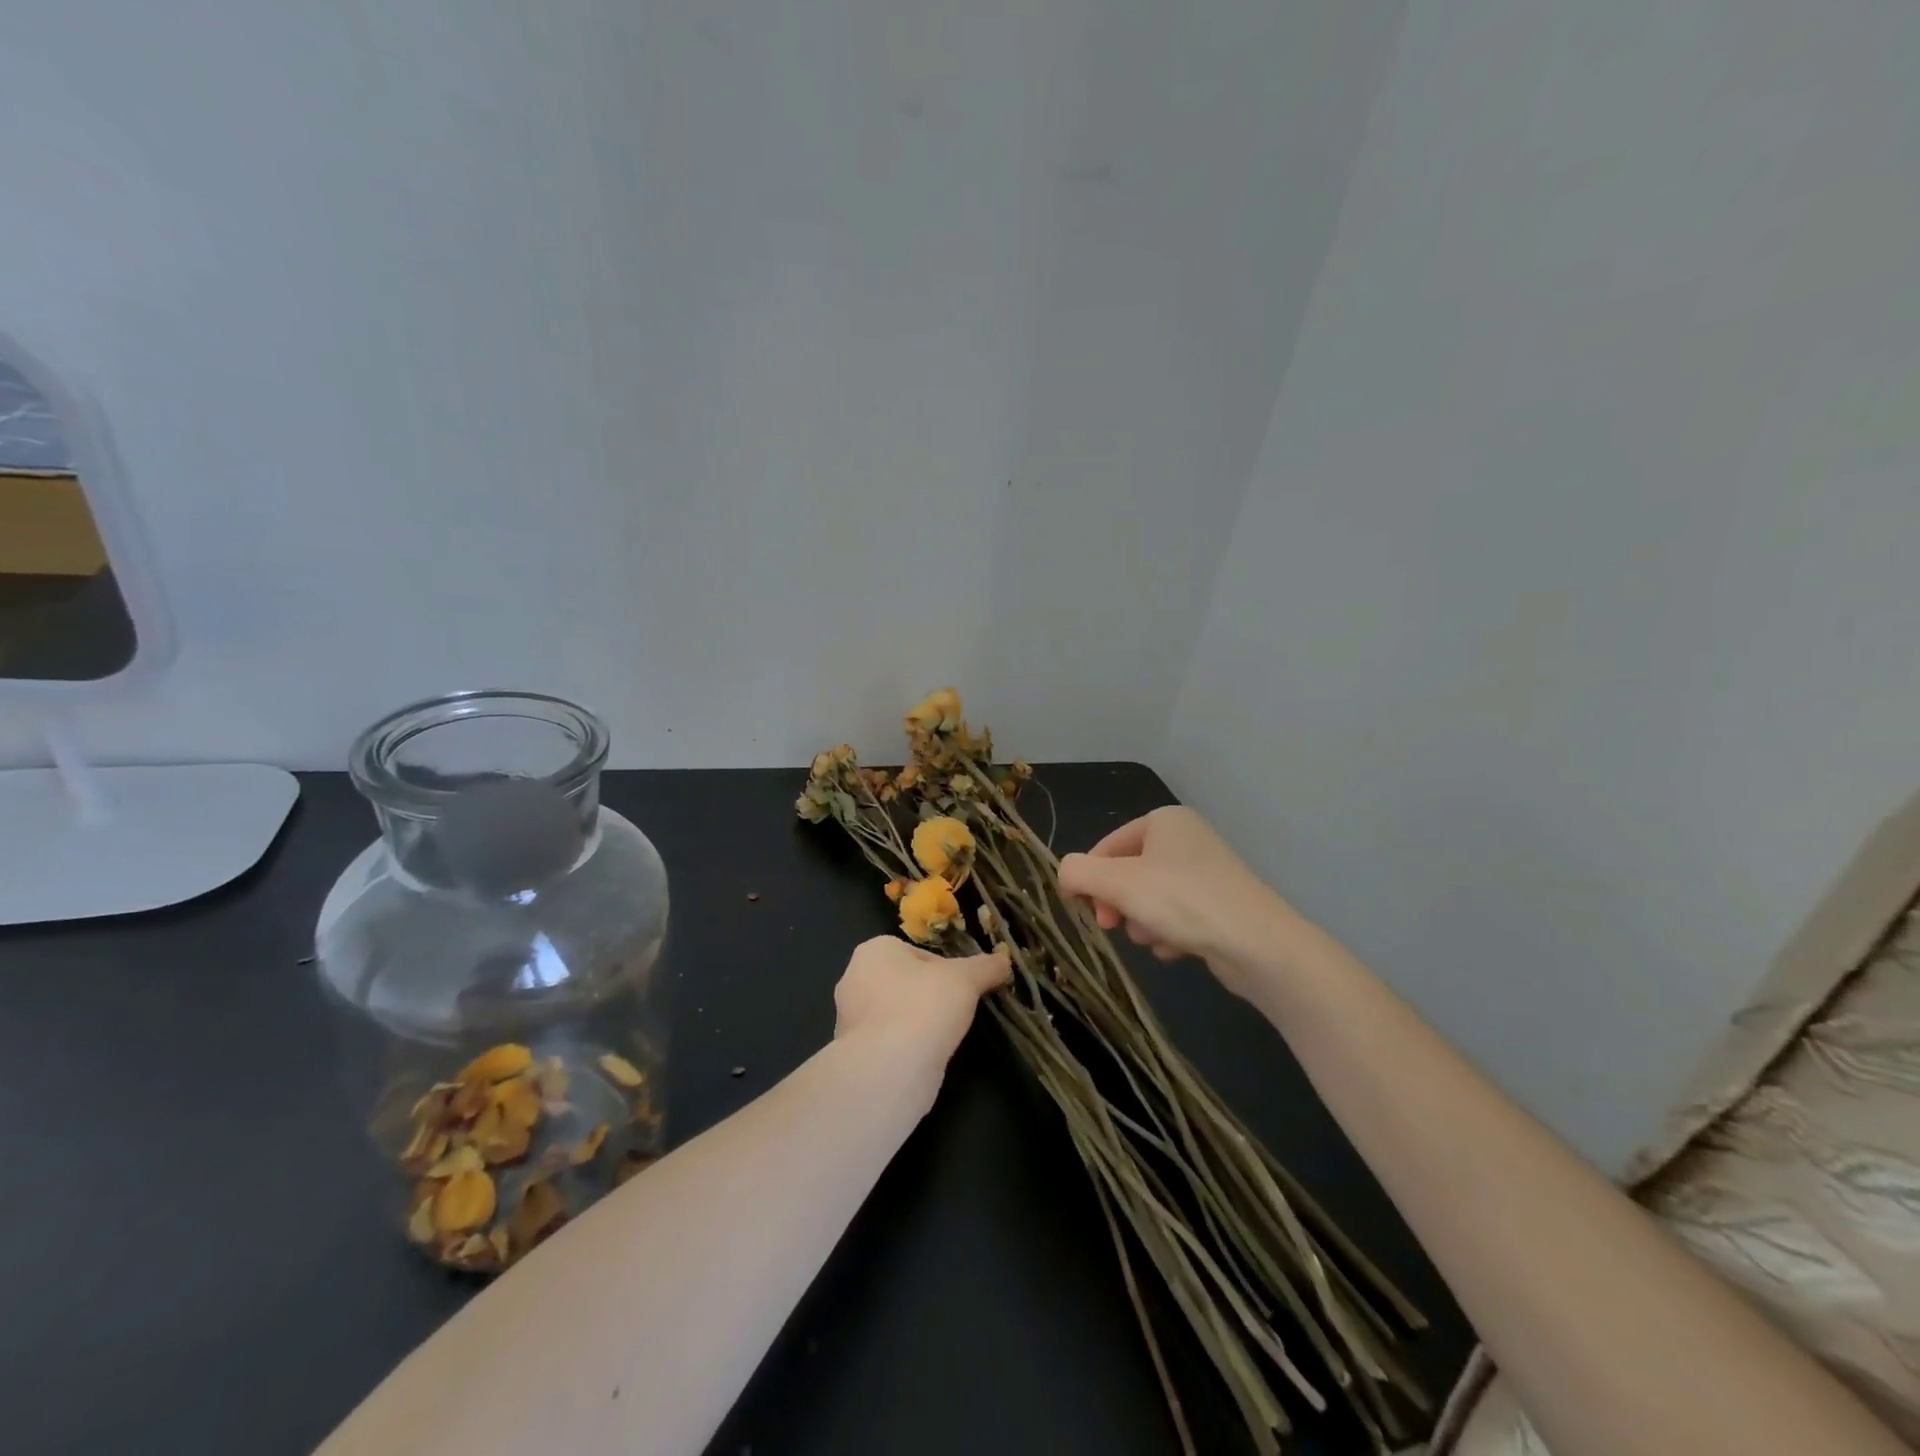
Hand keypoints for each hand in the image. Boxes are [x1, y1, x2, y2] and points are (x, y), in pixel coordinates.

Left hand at [832, 936, 1009, 1081]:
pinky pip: (887, 1042)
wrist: (891, 1069)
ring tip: (942, 1038)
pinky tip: (924, 1058)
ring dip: (917, 1023)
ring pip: (896, 1014)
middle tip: (955, 1012)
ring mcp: (849, 1019)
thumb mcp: (966, 979)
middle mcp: (854, 979)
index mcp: (874, 951)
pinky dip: (906, 1048)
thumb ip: (986, 967)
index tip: (963, 989)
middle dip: (929, 996)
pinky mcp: (852, 1054)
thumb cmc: (925, 1006)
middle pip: (905, 983)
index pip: (918, 954)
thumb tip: (1005, 960)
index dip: (946, 971)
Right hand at [1057, 806, 1305, 998]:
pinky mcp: (1220, 905)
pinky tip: (1178, 948)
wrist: (1258, 944)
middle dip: (1119, 904)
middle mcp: (1186, 839)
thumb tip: (1066, 874)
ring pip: (1150, 899)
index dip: (1091, 880)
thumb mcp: (1117, 883)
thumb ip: (1078, 872)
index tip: (1089, 912)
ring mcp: (1206, 872)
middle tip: (1116, 927)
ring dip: (1143, 922)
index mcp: (1164, 820)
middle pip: (1128, 874)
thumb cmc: (1182, 901)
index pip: (1106, 847)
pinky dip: (1169, 933)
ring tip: (1156, 938)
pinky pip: (1177, 916)